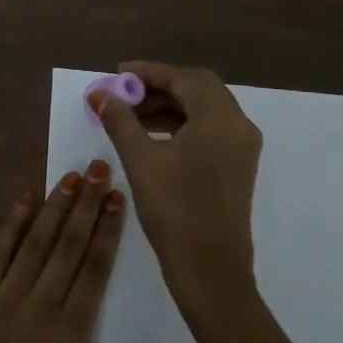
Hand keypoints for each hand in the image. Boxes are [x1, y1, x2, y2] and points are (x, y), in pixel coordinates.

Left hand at [0, 161, 173, 342]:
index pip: (96, 268)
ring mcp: (5, 296)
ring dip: (54, 206)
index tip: (118, 196)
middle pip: (69, 244)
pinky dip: (11, 225)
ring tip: (70, 176)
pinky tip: (23, 200)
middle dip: (86, 204)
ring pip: (37, 241)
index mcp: (72, 331)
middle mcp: (41, 303)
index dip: (108, 229)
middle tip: (99, 167)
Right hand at [90, 61, 262, 321]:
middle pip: (198, 89)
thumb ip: (120, 121)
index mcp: (220, 117)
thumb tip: (100, 94)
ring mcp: (242, 147)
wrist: (210, 270)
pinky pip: (209, 129)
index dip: (148, 72)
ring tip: (131, 117)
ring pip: (204, 109)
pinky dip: (182, 124)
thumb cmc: (175, 210)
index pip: (183, 78)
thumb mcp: (141, 160)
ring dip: (169, 106)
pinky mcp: (238, 166)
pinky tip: (152, 137)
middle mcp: (238, 125)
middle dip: (159, 87)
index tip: (117, 74)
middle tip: (124, 94)